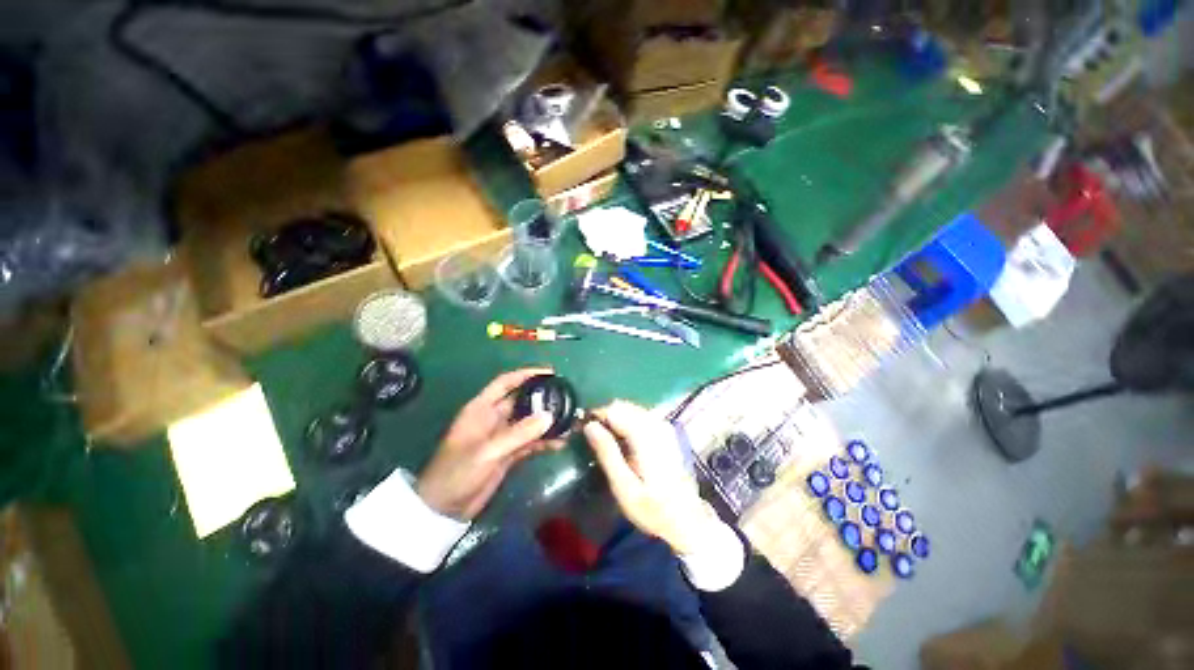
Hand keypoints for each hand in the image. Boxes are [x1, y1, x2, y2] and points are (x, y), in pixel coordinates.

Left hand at [418, 368, 561, 519]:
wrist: (444, 509)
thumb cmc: (457, 473)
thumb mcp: (487, 452)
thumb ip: (518, 434)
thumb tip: (549, 416)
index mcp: (481, 409)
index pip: (506, 383)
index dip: (527, 374)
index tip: (550, 373)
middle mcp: (493, 418)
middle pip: (522, 401)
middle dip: (542, 398)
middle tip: (566, 397)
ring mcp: (502, 436)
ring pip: (529, 422)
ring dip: (546, 422)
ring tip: (568, 421)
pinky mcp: (509, 453)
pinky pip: (530, 441)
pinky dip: (544, 441)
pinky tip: (560, 442)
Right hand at [584, 400, 719, 554]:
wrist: (687, 518)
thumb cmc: (653, 508)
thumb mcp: (624, 487)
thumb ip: (607, 453)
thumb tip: (589, 425)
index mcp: (646, 435)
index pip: (615, 410)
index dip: (596, 416)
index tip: (584, 431)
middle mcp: (657, 423)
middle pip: (623, 406)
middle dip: (605, 417)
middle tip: (592, 438)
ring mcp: (663, 425)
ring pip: (630, 409)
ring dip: (615, 420)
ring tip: (605, 441)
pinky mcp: (665, 430)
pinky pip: (639, 416)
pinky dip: (626, 423)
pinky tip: (622, 443)